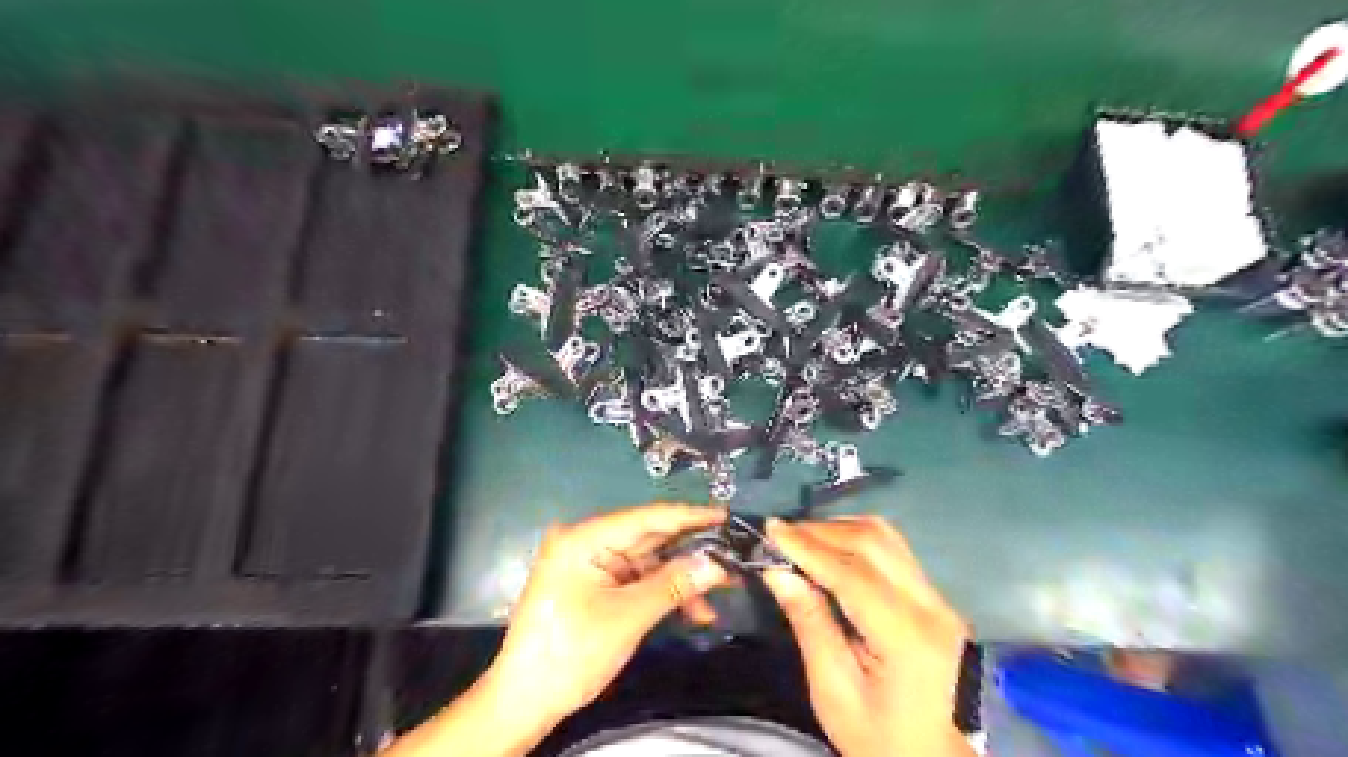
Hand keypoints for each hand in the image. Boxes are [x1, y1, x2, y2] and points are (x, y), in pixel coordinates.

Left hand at [487, 504, 727, 725]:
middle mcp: (588, 542)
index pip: (646, 517)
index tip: (726, 515)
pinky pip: (638, 581)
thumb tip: (718, 563)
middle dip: (691, 552)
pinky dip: (665, 594)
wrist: (525, 700)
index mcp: (585, 538)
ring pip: (649, 562)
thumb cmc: (570, 653)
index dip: (689, 516)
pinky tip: (695, 612)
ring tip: (724, 590)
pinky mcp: (596, 585)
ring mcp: (592, 564)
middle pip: (650, 539)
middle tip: (734, 554)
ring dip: (683, 579)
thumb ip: (674, 584)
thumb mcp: (628, 617)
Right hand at [762, 517, 973, 756]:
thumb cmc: (883, 741)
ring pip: (888, 539)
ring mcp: (939, 601)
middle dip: (821, 531)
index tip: (771, 529)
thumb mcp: (836, 695)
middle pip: (874, 542)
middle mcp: (931, 607)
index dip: (809, 546)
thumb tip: (778, 573)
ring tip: (802, 540)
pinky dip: (858, 541)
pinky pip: (895, 552)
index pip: (853, 573)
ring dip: (841, 530)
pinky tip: (832, 551)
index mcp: (907, 638)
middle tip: (781, 535)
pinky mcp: (936, 601)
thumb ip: (810, 626)